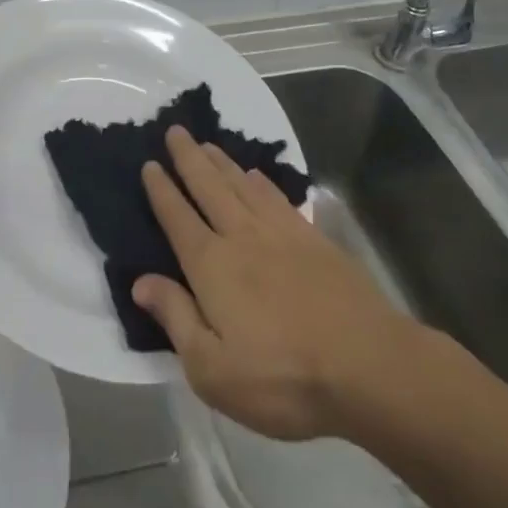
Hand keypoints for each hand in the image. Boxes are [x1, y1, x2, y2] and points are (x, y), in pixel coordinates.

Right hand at [132, 126, 422, 441]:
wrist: (367, 365)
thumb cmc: (282, 378)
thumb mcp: (212, 369)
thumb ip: (175, 318)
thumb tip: (140, 281)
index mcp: (211, 266)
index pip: (177, 218)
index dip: (161, 190)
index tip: (149, 164)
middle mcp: (241, 237)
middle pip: (208, 187)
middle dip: (188, 158)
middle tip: (175, 130)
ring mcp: (280, 233)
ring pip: (241, 185)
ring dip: (220, 162)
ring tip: (206, 143)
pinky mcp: (313, 239)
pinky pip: (277, 197)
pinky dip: (260, 181)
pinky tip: (255, 174)